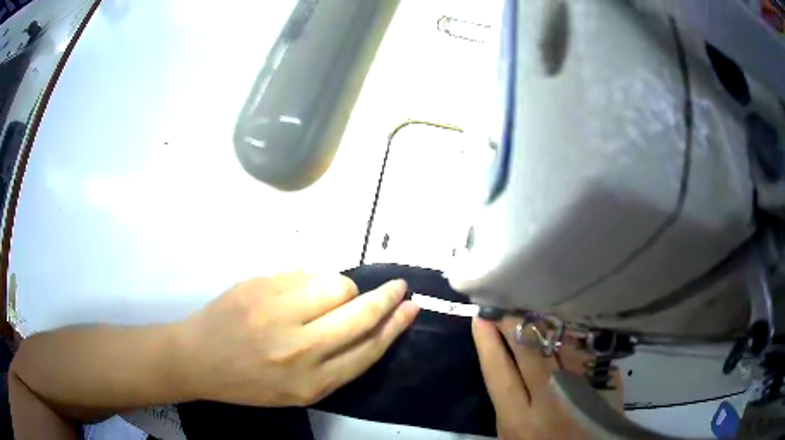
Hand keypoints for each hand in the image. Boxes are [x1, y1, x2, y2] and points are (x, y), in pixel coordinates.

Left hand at [178, 272, 419, 406]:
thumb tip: (369, 321)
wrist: (198, 359)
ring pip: (335, 285)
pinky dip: (311, 281)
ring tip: (329, 298)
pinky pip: (303, 273)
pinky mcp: (259, 286)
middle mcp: (300, 349)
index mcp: (312, 382)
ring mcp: (276, 312)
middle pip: (360, 314)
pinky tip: (297, 294)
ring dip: (343, 290)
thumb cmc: (249, 382)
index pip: (368, 348)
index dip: (395, 325)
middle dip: (387, 297)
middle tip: (398, 287)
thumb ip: (336, 363)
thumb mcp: (298, 390)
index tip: (411, 307)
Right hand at [472, 317, 621, 439]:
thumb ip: (509, 405)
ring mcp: (581, 386)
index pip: (499, 372)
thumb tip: (506, 364)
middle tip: (505, 307)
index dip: (488, 342)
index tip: (481, 317)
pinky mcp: (603, 380)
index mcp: (519, 419)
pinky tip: (563, 331)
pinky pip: (583, 350)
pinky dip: (570, 339)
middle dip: (514, 324)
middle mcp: (549, 399)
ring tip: (532, 313)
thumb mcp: (511, 435)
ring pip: (559, 344)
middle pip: (529, 350)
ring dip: (543, 327)